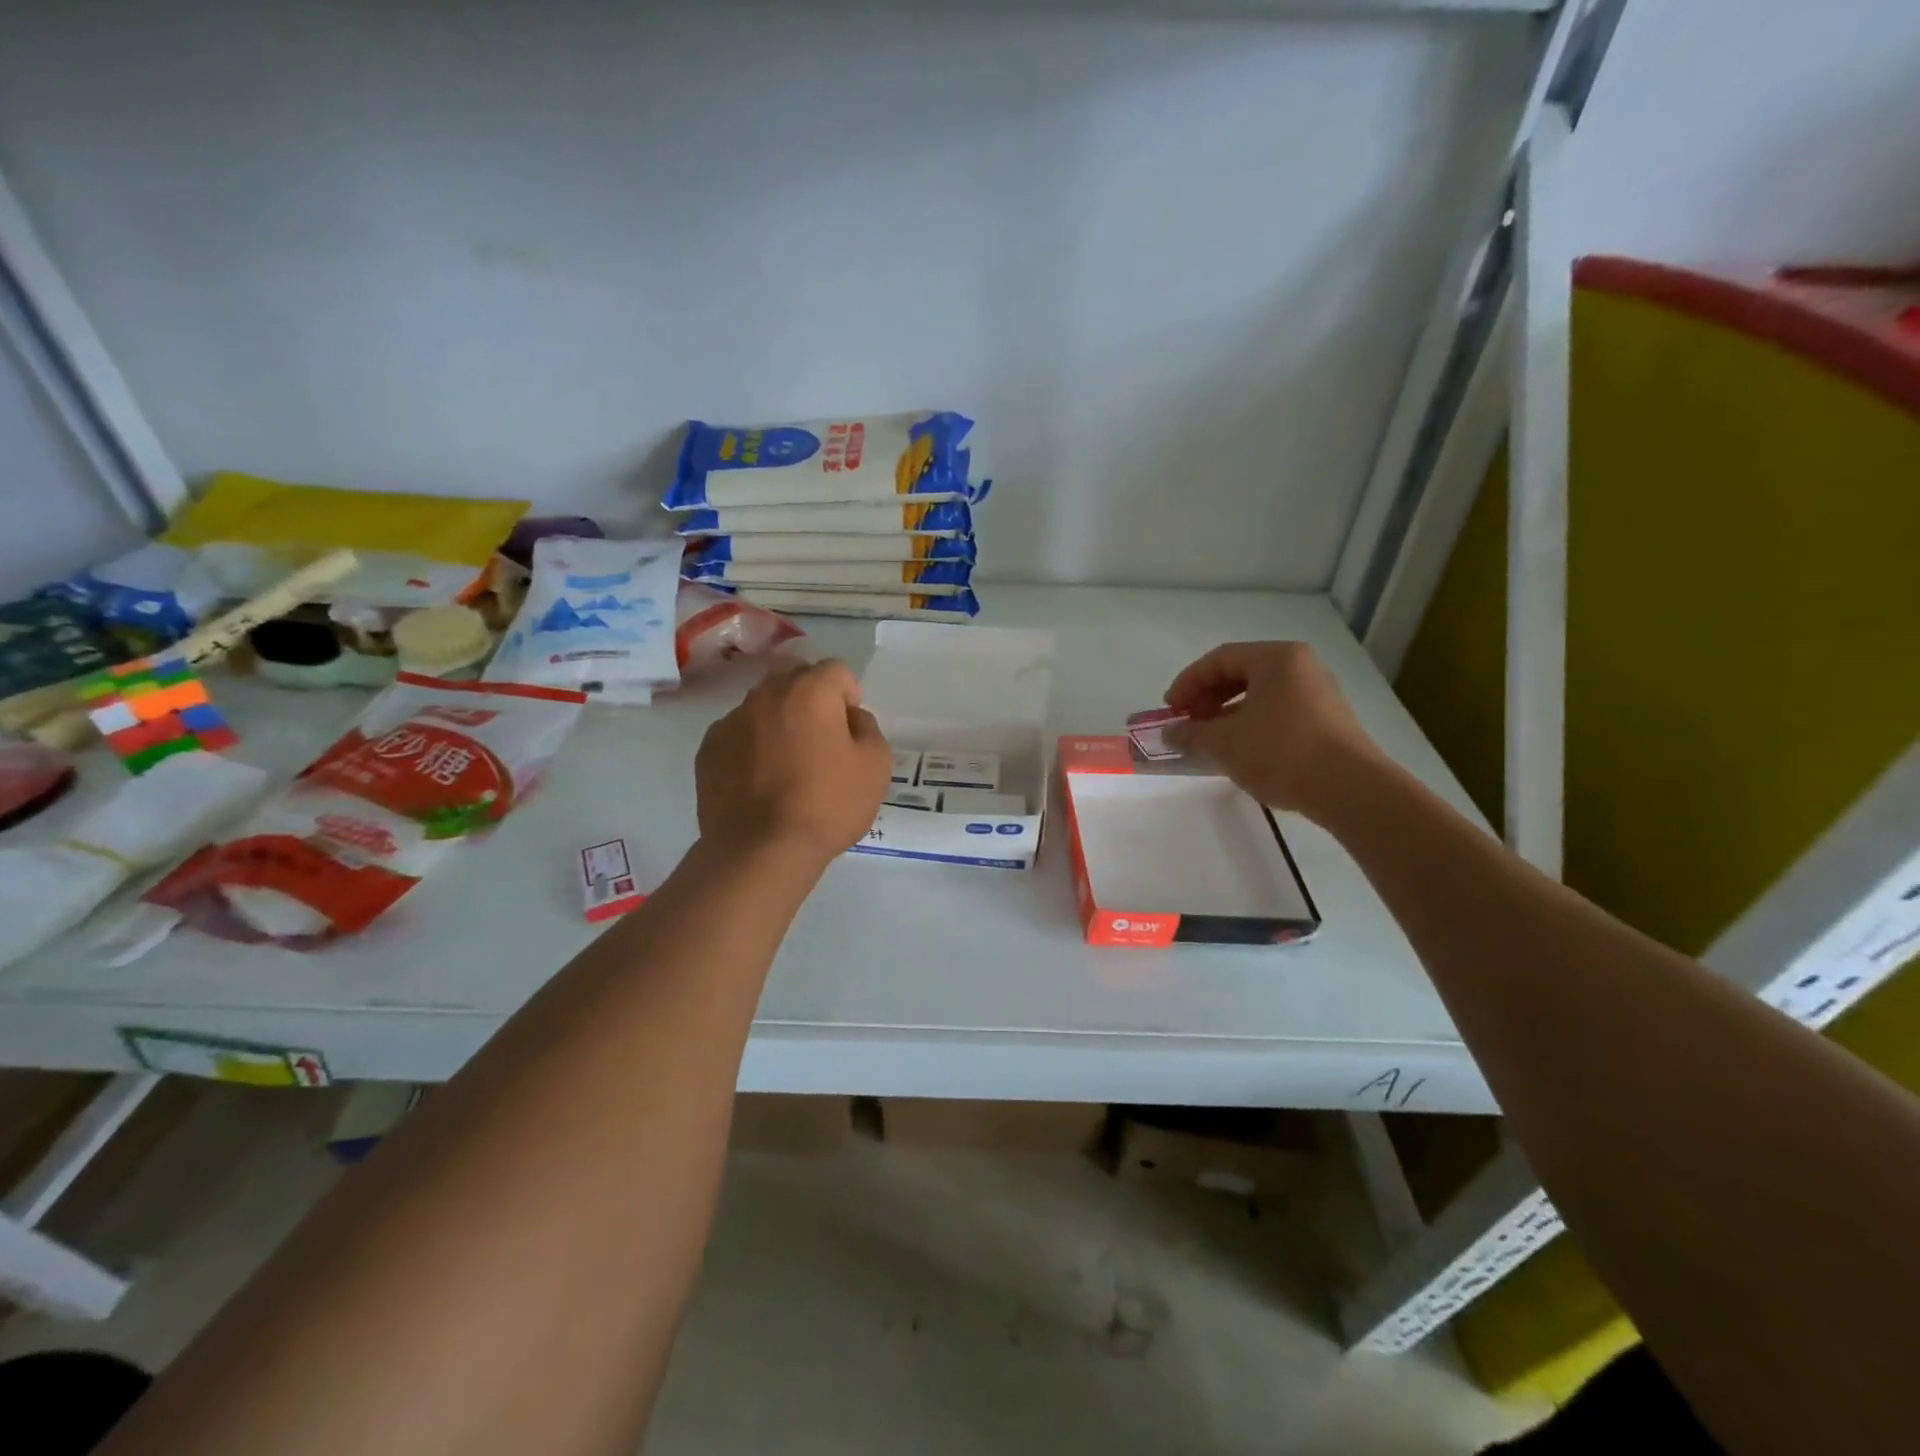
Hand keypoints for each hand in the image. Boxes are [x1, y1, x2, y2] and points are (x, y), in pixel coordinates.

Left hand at [695, 659, 892, 863]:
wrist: (760, 850)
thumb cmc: (827, 805)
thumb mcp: (875, 766)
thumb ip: (868, 728)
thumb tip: (850, 718)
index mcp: (810, 691)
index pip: (836, 670)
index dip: (849, 696)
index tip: (850, 730)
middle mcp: (766, 695)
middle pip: (795, 681)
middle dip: (812, 702)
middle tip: (822, 743)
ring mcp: (731, 721)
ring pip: (763, 707)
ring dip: (780, 723)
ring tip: (788, 765)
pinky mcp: (708, 750)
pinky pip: (738, 734)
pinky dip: (752, 747)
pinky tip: (760, 781)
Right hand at [1163, 641, 1379, 814]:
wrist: (1349, 789)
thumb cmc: (1280, 752)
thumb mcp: (1223, 742)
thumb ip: (1191, 733)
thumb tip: (1171, 733)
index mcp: (1276, 658)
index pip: (1219, 659)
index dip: (1188, 683)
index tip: (1170, 710)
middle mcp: (1301, 666)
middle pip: (1241, 673)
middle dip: (1208, 698)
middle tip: (1188, 724)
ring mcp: (1319, 693)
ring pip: (1261, 695)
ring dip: (1228, 714)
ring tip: (1210, 741)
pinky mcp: (1329, 721)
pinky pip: (1279, 712)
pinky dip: (1252, 725)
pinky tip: (1241, 751)